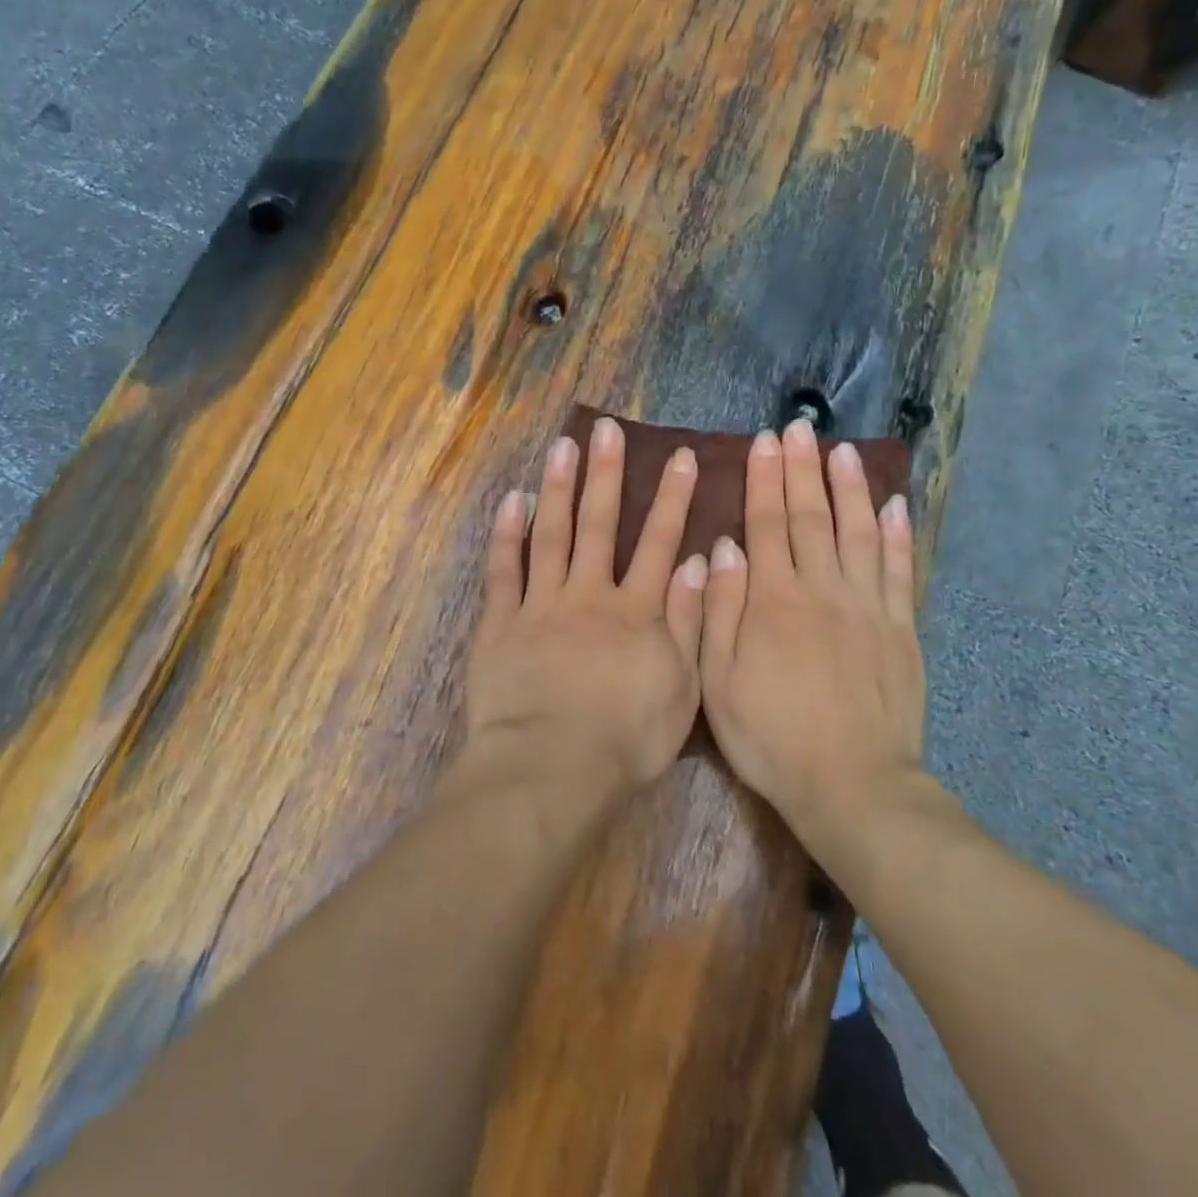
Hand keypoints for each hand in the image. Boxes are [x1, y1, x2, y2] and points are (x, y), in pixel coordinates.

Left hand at [462, 417, 710, 799]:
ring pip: (550, 535)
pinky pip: (504, 572)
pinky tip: (512, 501)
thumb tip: (697, 561)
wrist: (552, 768)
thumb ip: (688, 621)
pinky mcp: (500, 625)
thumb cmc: (626, 738)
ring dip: (557, 488)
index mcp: (635, 611)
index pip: (658, 542)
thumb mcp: (681, 687)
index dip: (671, 498)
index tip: (679, 457)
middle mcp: (588, 595)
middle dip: (606, 475)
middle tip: (606, 430)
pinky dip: (507, 535)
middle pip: (599, 525)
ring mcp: (540, 606)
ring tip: (562, 447)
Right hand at [700, 419, 925, 845]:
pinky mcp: (901, 630)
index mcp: (774, 600)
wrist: (851, 785)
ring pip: (859, 532)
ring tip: (844, 451)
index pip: (766, 524)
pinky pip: (901, 571)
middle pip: (811, 516)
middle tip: (801, 428)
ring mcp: (868, 607)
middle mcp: (823, 589)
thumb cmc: (771, 737)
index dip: (764, 480)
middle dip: (803, 469)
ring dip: (850, 488)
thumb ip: (719, 610)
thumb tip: (723, 548)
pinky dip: (899, 535)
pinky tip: (895, 505)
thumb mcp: (718, 681)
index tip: (765, 442)